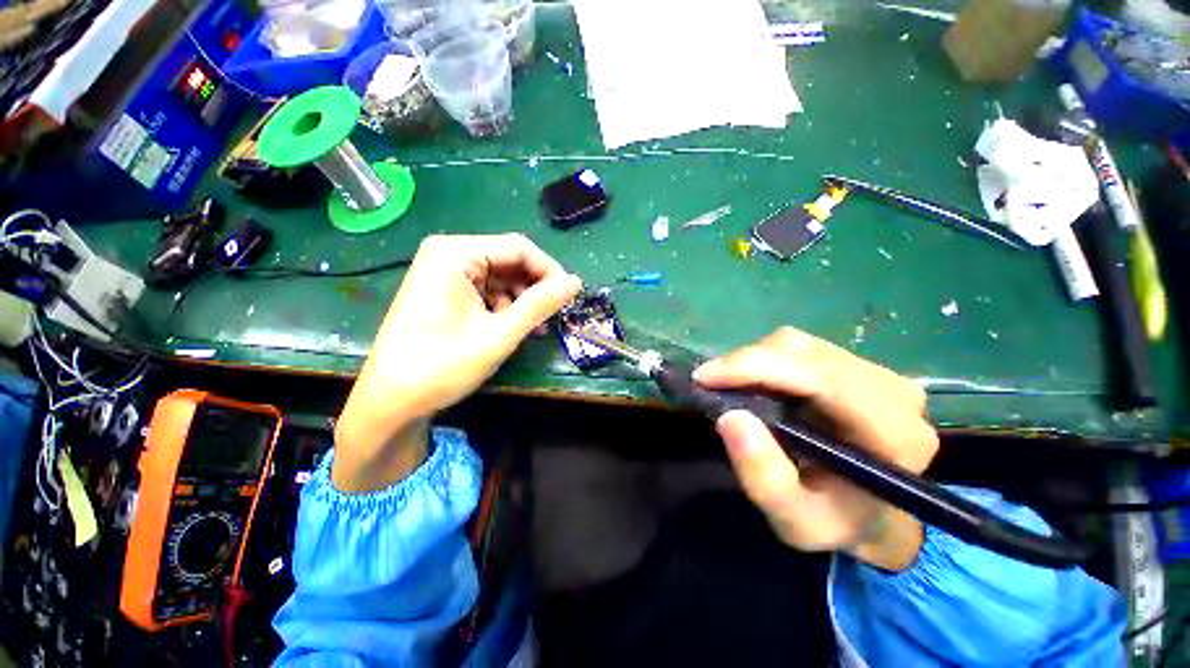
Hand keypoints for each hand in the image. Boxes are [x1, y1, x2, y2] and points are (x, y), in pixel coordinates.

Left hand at [334, 234, 581, 491]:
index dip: (549, 270)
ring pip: (500, 276)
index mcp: (455, 254)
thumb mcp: (500, 334)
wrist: (391, 400)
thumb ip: (540, 304)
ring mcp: (442, 272)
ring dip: (521, 299)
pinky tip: (511, 326)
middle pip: (508, 260)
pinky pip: (485, 289)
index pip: (519, 248)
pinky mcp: (443, 290)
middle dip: (534, 287)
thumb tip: (575, 282)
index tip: (570, 296)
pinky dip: (504, 306)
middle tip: (553, 315)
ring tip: (534, 327)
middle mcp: (447, 254)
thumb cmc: (443, 365)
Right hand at [693, 328, 938, 570]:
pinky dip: (765, 361)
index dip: (755, 367)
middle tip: (709, 385)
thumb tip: (730, 417)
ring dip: (754, 362)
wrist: (873, 517)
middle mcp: (894, 393)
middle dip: (747, 364)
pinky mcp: (858, 367)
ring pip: (800, 345)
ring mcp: (879, 374)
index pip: (820, 377)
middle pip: (805, 352)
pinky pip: (801, 350)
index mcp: (893, 434)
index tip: (704, 377)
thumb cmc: (836, 523)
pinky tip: (753, 383)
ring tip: (729, 387)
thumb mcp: (795, 520)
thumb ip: (764, 477)